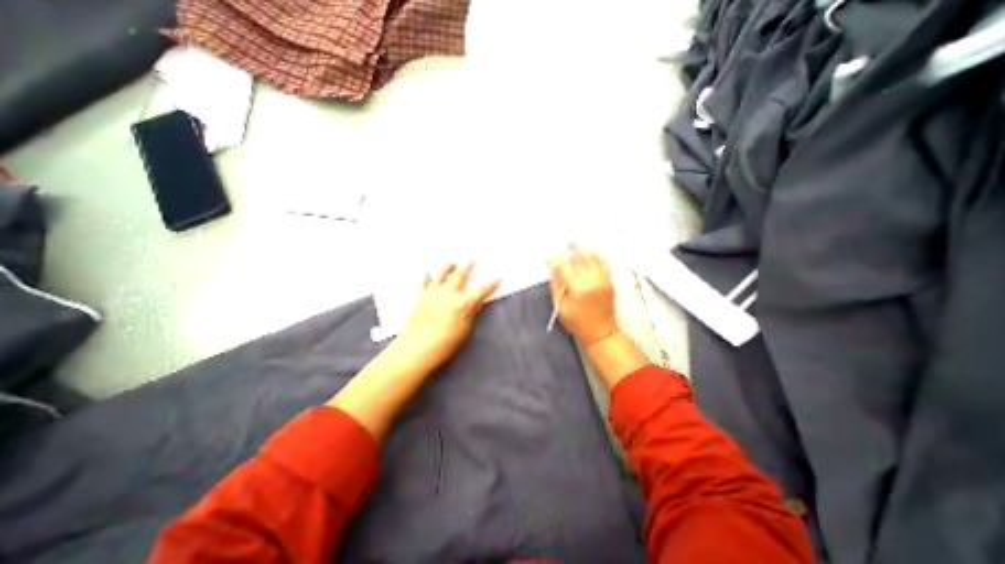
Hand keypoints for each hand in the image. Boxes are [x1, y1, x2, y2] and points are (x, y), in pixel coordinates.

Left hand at [394, 262, 500, 372]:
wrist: (417, 347)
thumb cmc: (445, 343)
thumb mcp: (464, 330)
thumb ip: (470, 314)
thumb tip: (475, 304)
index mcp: (463, 303)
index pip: (481, 291)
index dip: (491, 284)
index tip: (497, 278)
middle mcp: (448, 294)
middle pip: (460, 275)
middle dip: (467, 266)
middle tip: (470, 259)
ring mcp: (433, 293)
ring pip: (440, 274)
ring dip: (447, 267)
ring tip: (450, 263)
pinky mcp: (420, 296)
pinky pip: (423, 283)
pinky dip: (425, 277)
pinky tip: (426, 274)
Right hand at [550, 247, 620, 348]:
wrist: (601, 331)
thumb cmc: (578, 322)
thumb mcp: (560, 306)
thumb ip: (556, 285)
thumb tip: (552, 268)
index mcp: (579, 288)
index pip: (564, 266)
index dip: (555, 259)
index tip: (549, 257)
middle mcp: (592, 280)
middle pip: (579, 257)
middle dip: (568, 251)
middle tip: (560, 249)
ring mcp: (603, 279)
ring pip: (592, 256)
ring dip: (582, 248)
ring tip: (573, 244)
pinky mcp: (609, 280)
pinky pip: (603, 261)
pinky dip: (595, 254)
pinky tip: (588, 251)